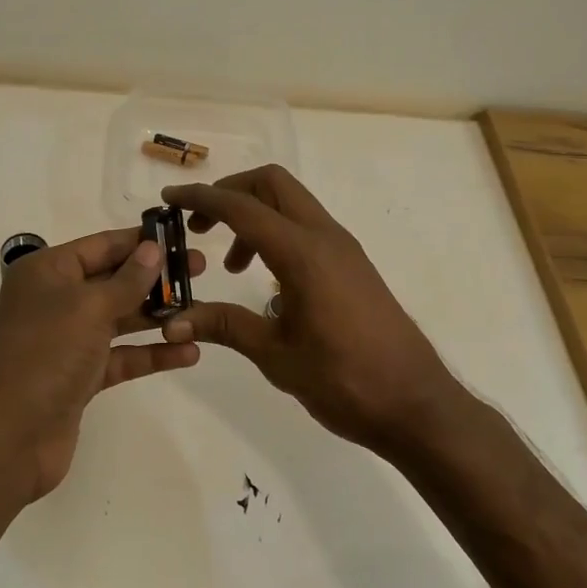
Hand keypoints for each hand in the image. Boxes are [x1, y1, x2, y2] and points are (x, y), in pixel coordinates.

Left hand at [0, 228, 205, 501]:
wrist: (8, 436)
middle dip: (156, 278)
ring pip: (120, 319)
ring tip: (202, 311)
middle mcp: (56, 300)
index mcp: (48, 271)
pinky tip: (188, 352)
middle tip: (202, 272)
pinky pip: (121, 356)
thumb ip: (127, 280)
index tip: (182, 238)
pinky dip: (151, 354)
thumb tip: (153, 249)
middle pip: (114, 280)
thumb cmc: (46, 354)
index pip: (102, 245)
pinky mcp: (80, 376)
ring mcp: (68, 340)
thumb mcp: (89, 307)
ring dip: (158, 316)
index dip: (141, 241)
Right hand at [160, 166, 459, 453]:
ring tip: (231, 266)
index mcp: (302, 253)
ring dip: (254, 216)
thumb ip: (225, 326)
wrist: (416, 404)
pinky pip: (306, 227)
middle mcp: (325, 237)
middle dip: (230, 192)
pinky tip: (266, 281)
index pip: (242, 207)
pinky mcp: (352, 263)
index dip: (201, 197)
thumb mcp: (276, 356)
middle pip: (272, 183)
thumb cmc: (344, 380)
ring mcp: (343, 247)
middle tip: (200, 225)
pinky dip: (277, 233)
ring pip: (291, 203)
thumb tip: (172, 322)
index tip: (170, 198)